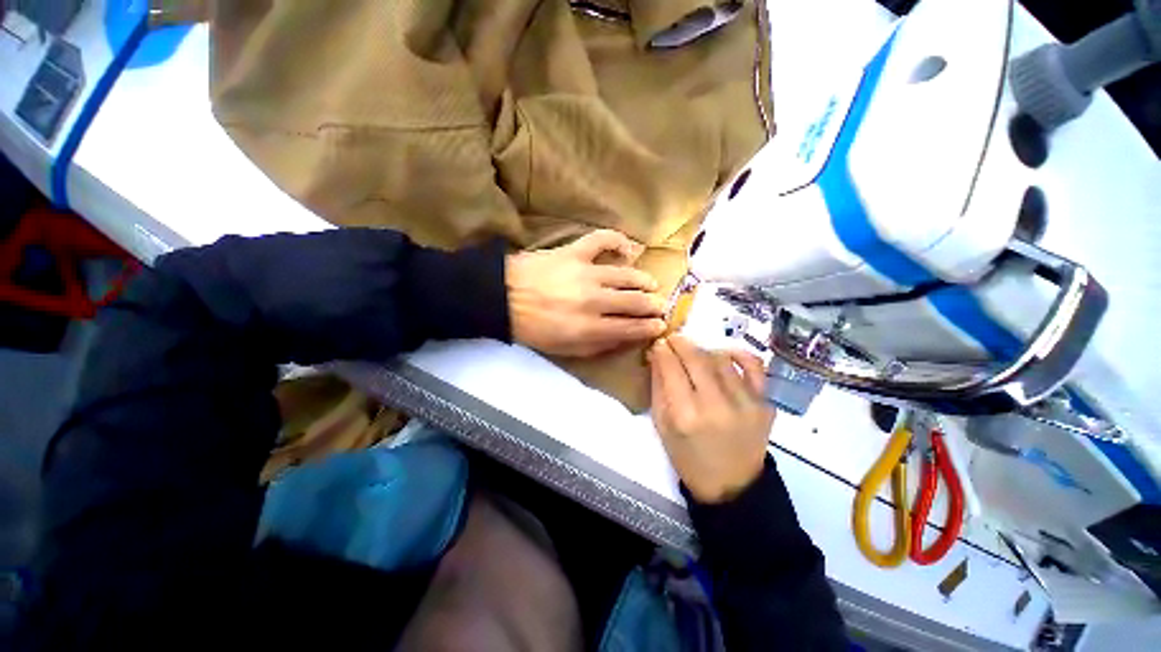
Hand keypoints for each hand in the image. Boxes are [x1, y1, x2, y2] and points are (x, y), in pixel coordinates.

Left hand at [506, 230, 667, 356]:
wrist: (503, 297)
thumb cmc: (534, 328)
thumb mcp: (565, 349)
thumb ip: (597, 345)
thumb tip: (624, 338)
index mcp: (590, 328)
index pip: (631, 328)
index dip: (650, 328)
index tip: (660, 325)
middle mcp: (594, 301)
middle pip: (635, 302)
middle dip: (653, 306)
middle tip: (660, 306)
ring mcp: (586, 273)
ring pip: (626, 275)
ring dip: (643, 281)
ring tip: (651, 284)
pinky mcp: (575, 252)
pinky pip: (602, 239)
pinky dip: (618, 241)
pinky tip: (628, 249)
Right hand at [648, 335, 773, 503]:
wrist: (732, 486)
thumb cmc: (689, 458)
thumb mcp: (662, 426)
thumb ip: (658, 388)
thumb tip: (657, 355)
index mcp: (685, 416)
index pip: (671, 368)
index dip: (662, 350)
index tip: (658, 343)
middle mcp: (716, 406)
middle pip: (696, 358)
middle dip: (680, 343)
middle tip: (672, 339)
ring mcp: (745, 404)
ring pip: (720, 358)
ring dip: (703, 350)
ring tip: (694, 355)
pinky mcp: (765, 404)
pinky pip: (754, 366)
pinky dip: (738, 354)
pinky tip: (725, 354)